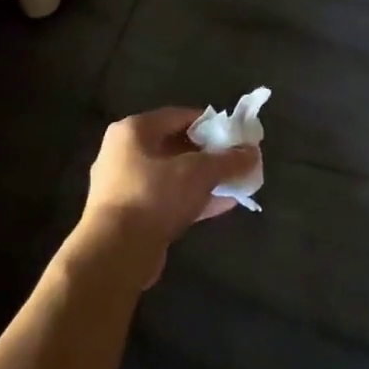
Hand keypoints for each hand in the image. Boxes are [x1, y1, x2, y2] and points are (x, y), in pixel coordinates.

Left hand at [80, 109, 259, 281]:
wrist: (116, 252)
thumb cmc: (154, 196)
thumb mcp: (199, 173)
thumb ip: (228, 160)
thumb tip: (252, 152)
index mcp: (133, 131)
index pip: (179, 116)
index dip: (211, 124)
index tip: (236, 135)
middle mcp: (124, 153)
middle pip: (175, 146)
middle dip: (210, 154)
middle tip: (238, 161)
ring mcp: (125, 186)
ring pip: (173, 175)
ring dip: (205, 179)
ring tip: (236, 183)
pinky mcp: (131, 215)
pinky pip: (168, 199)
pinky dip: (193, 199)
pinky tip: (223, 205)